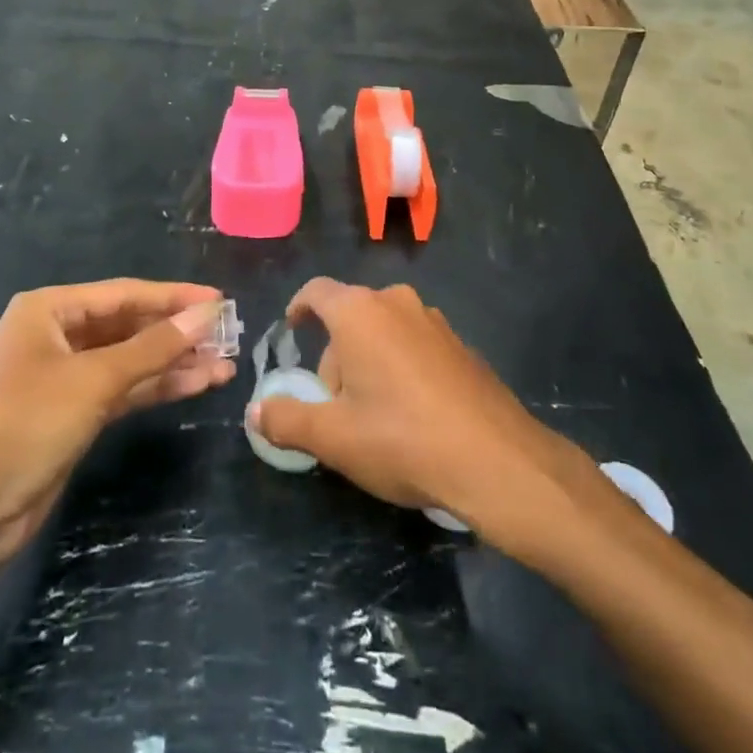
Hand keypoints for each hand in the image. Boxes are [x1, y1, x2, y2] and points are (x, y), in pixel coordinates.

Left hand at [0, 280, 234, 569]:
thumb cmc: (20, 425)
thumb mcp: (91, 380)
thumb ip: (153, 346)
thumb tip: (207, 312)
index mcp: (49, 310)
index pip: (124, 293)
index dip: (174, 296)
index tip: (221, 300)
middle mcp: (56, 336)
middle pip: (129, 326)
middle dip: (177, 332)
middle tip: (229, 336)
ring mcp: (63, 379)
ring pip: (130, 361)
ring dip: (173, 363)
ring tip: (224, 364)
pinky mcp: (70, 417)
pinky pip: (122, 391)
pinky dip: (156, 388)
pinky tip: (195, 386)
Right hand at [248, 280, 599, 549]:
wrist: (498, 461)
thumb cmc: (403, 439)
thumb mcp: (334, 438)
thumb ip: (287, 420)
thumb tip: (255, 412)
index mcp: (359, 312)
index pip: (317, 292)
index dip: (298, 309)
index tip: (291, 332)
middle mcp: (396, 302)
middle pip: (349, 316)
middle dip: (334, 355)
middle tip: (333, 406)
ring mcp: (434, 321)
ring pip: (383, 330)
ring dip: (367, 361)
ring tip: (371, 416)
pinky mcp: (460, 345)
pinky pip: (414, 344)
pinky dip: (400, 367)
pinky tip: (410, 415)